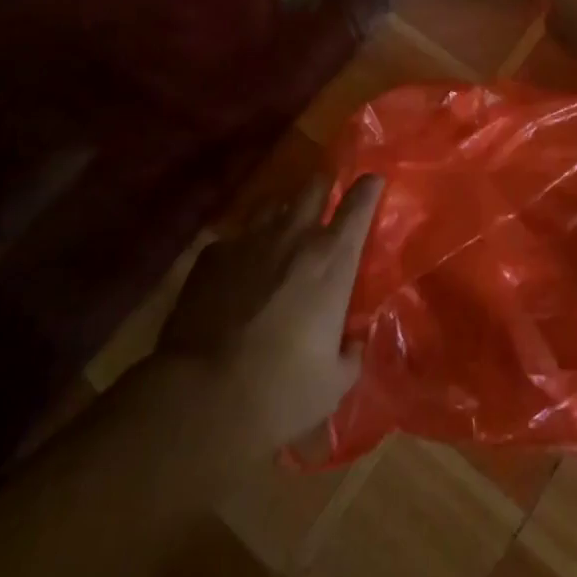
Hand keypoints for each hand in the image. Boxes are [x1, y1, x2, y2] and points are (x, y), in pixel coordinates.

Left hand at [157, 173, 383, 450]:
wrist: (203, 397)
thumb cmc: (282, 391)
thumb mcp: (333, 382)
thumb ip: (349, 354)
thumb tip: (352, 342)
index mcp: (333, 260)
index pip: (359, 204)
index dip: (368, 188)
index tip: (373, 179)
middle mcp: (295, 236)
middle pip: (314, 187)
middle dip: (323, 186)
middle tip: (326, 194)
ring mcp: (251, 240)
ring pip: (274, 205)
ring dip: (285, 212)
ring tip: (284, 228)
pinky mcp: (213, 255)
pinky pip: (236, 237)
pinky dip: (245, 245)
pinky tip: (239, 267)